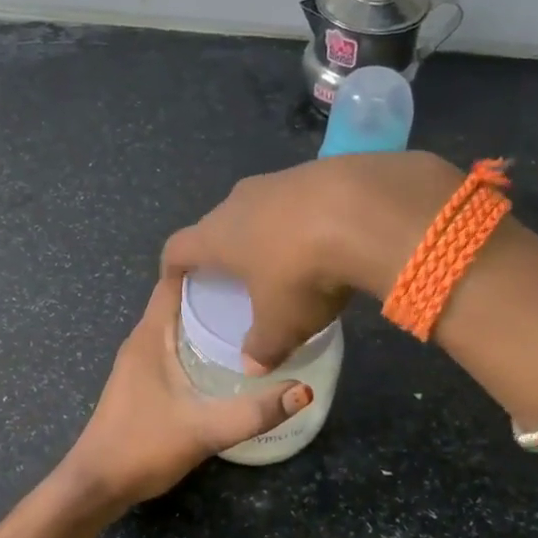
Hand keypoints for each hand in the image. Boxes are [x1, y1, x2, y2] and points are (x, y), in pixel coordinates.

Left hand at [64, 276, 311, 507]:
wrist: (96, 484)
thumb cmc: (143, 447)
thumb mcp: (204, 429)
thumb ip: (254, 412)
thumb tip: (304, 391)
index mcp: (150, 335)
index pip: (173, 280)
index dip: (205, 263)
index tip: (245, 256)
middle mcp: (142, 339)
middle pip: (179, 298)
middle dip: (216, 288)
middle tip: (261, 286)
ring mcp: (139, 360)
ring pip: (176, 322)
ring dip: (207, 315)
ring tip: (252, 313)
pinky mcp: (142, 380)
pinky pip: (173, 343)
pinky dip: (198, 338)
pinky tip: (227, 353)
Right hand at [161, 151, 461, 371]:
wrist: (364, 210)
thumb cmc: (302, 272)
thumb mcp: (282, 323)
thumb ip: (262, 347)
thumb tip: (252, 368)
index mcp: (217, 236)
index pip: (178, 248)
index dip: (173, 267)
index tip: (177, 282)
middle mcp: (238, 201)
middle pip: (218, 224)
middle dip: (223, 249)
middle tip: (236, 275)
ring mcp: (278, 180)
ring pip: (259, 208)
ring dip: (265, 231)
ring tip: (284, 257)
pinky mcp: (317, 170)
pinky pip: (298, 198)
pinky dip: (303, 218)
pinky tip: (326, 237)